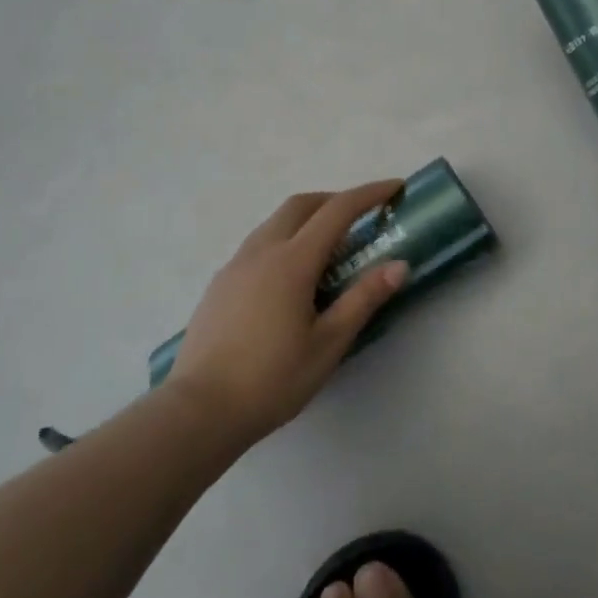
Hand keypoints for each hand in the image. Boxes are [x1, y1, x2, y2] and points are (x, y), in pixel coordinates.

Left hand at [168, 180, 408, 445]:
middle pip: (302, 204)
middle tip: (361, 217)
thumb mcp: (328, 344)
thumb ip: (363, 299)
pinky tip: (291, 278)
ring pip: (276, 221)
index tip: (394, 188)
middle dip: (335, 200)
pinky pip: (259, 243)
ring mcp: (236, 264)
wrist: (199, 410)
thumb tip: (398, 264)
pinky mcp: (220, 282)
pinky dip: (285, 239)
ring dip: (307, 218)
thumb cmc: (271, 379)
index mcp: (292, 261)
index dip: (369, 194)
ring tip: (329, 249)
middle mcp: (262, 250)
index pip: (338, 210)